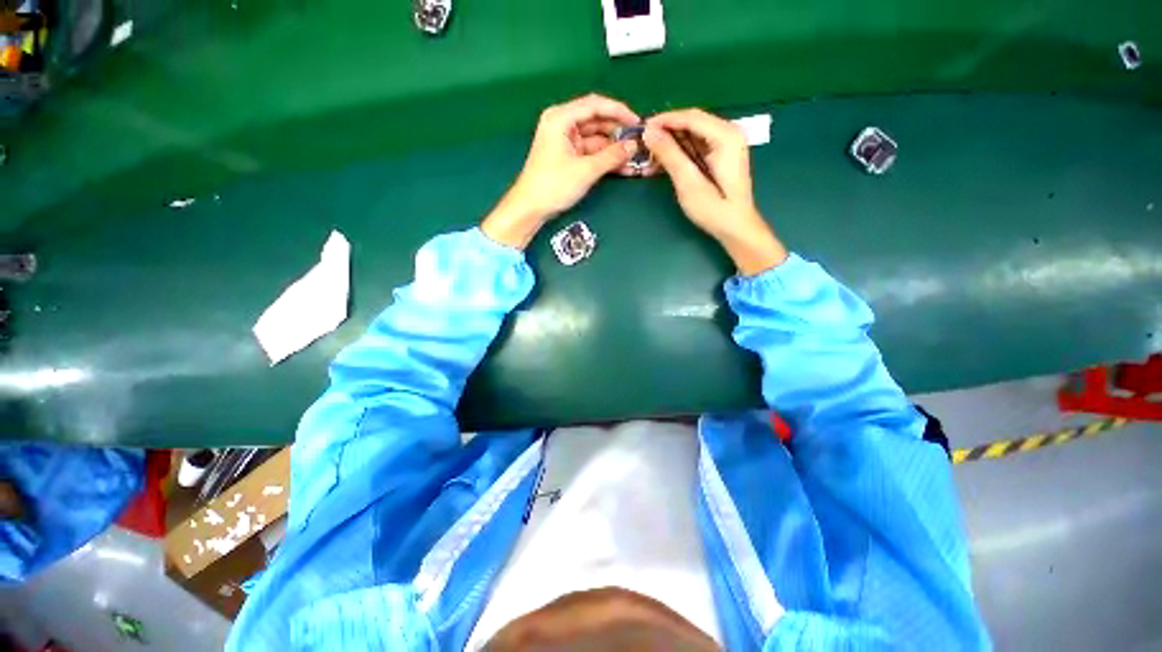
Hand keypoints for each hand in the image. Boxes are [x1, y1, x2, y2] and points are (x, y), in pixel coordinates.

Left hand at [482, 94, 640, 248]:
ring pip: (596, 139)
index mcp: (561, 118)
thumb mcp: (585, 170)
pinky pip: (591, 153)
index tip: (637, 122)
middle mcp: (563, 124)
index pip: (595, 105)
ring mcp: (566, 142)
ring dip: (614, 149)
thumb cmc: (553, 186)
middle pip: (596, 121)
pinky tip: (622, 166)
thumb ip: (611, 156)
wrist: (531, 208)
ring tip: (635, 157)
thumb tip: (633, 146)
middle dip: (618, 132)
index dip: (618, 111)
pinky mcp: (569, 157)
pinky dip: (605, 159)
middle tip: (639, 142)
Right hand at [644, 109, 787, 275]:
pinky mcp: (720, 155)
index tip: (642, 128)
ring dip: (670, 143)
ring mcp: (725, 144)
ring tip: (648, 155)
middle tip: (643, 143)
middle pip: (691, 123)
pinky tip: (662, 162)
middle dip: (666, 131)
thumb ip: (670, 155)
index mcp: (726, 136)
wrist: (735, 227)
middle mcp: (729, 133)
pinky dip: (678, 152)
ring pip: (691, 134)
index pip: (691, 117)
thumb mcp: (688, 182)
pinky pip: (695, 146)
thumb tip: (649, 132)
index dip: (665, 120)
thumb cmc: (714, 209)